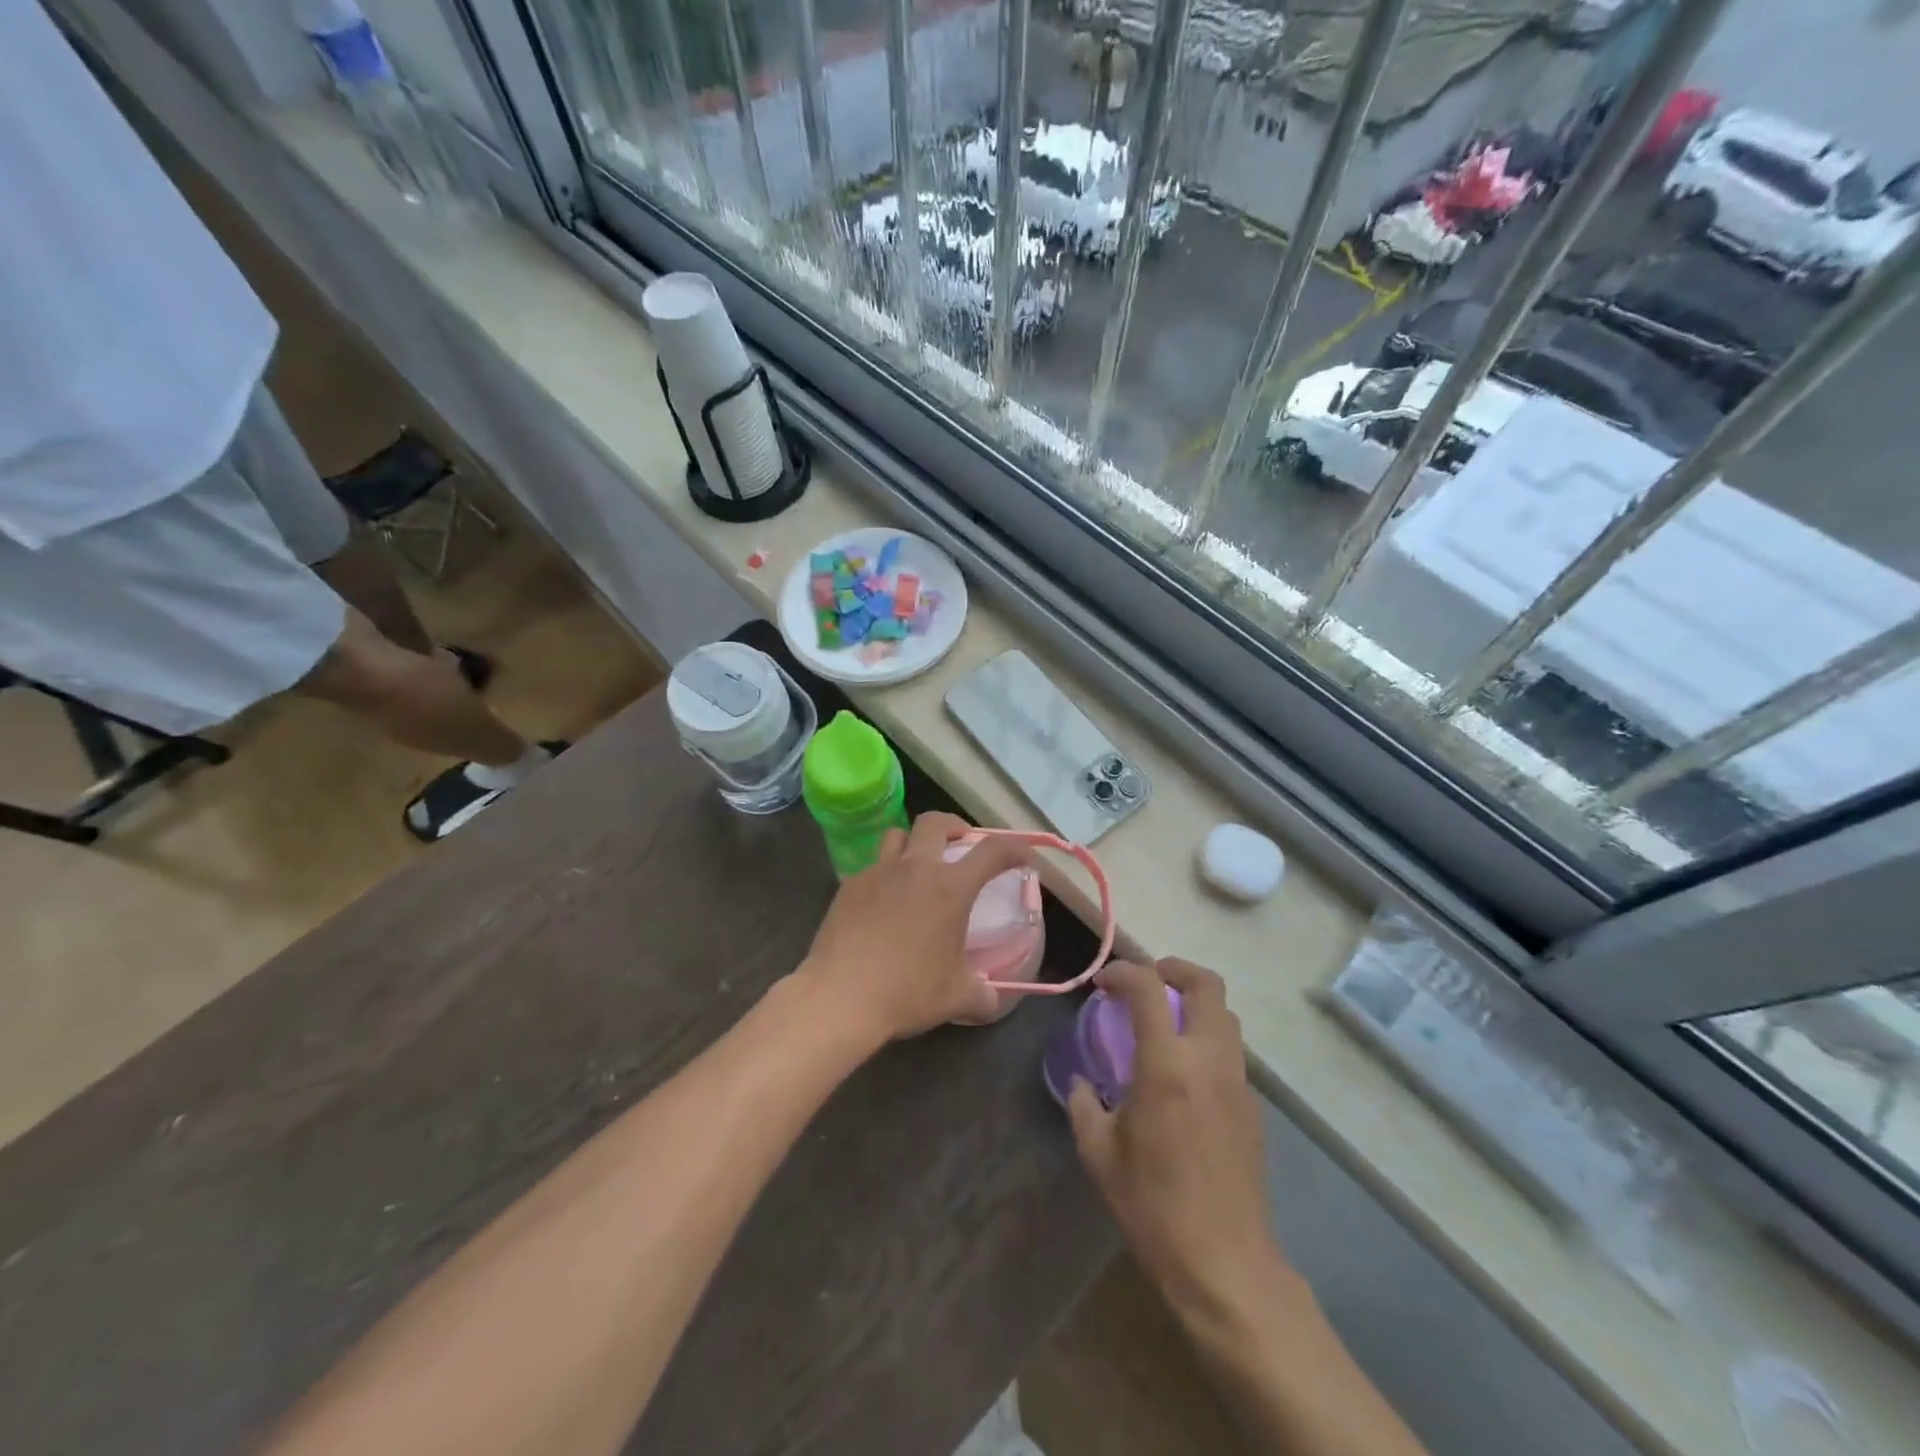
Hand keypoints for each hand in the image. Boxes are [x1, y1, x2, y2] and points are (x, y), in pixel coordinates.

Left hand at [797, 812, 1032, 1044]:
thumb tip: (992, 999)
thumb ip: (982, 993)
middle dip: (954, 826)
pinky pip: (872, 866)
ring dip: (914, 842)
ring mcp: (877, 872)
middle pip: (936, 822)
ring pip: (898, 834)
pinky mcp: (849, 886)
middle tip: (961, 845)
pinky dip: (885, 874)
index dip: (1014, 848)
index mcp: (950, 888)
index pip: (992, 851)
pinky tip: (884, 901)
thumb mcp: (957, 998)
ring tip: (918, 865)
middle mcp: (915, 868)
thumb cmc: (908, 992)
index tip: (1022, 857)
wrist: (841, 997)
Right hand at [1068, 958, 1282, 1325]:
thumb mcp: (1100, 1156)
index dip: (1123, 972)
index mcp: (1166, 1066)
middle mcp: (1209, 1061)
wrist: (1225, 1265)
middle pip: (1207, 984)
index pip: (1149, 988)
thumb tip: (1080, 1084)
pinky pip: (1231, 1052)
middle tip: (1147, 981)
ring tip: (1164, 1023)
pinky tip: (1185, 1074)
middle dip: (1174, 969)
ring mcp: (1238, 1083)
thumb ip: (1083, 1107)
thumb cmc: (1154, 1208)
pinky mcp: (1252, 1108)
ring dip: (1195, 1003)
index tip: (1103, 984)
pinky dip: (1207, 1040)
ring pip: (1226, 1015)